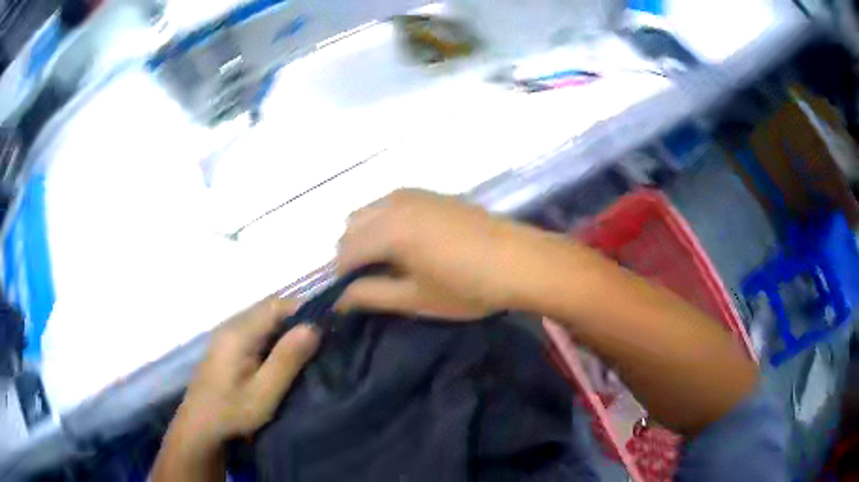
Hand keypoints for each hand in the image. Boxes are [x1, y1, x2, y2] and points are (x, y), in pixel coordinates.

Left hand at [173, 296, 319, 446]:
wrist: (200, 426)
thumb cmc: (232, 412)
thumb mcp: (264, 393)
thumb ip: (286, 360)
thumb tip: (313, 328)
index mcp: (239, 333)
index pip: (276, 305)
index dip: (303, 309)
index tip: (328, 324)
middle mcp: (231, 325)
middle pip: (270, 309)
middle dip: (297, 319)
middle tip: (323, 339)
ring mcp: (227, 335)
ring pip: (263, 320)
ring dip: (286, 329)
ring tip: (309, 348)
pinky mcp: (227, 346)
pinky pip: (255, 331)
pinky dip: (274, 338)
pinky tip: (284, 356)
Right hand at [337, 189, 570, 318]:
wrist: (520, 260)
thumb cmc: (467, 286)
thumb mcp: (415, 298)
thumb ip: (370, 295)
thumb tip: (339, 299)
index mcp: (387, 230)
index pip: (344, 252)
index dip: (343, 278)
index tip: (355, 297)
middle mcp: (393, 203)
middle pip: (352, 227)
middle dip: (352, 254)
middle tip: (372, 281)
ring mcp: (413, 194)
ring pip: (370, 211)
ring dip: (368, 235)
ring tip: (389, 263)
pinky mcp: (431, 194)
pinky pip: (391, 204)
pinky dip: (386, 221)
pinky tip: (409, 243)